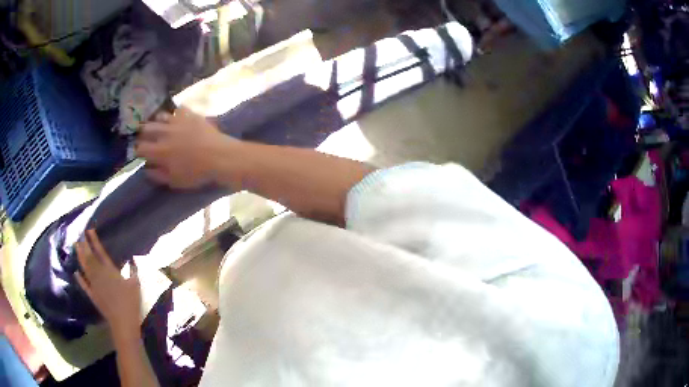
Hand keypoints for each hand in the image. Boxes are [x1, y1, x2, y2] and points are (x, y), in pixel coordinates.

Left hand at [75, 230, 141, 340]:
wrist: (123, 322)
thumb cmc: (131, 303)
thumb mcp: (136, 285)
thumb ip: (133, 271)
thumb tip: (132, 259)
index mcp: (110, 271)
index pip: (100, 252)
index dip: (94, 241)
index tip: (89, 230)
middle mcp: (99, 275)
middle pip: (90, 258)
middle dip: (85, 246)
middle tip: (80, 236)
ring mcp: (94, 285)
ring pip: (85, 268)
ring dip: (80, 257)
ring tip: (76, 247)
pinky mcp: (92, 295)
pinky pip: (84, 285)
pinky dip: (80, 279)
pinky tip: (76, 273)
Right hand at [136, 106, 229, 188]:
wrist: (219, 156)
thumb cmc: (196, 172)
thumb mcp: (175, 181)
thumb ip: (158, 175)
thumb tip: (146, 169)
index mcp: (159, 151)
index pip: (140, 148)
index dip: (138, 150)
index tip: (140, 152)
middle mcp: (164, 133)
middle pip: (147, 129)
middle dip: (144, 133)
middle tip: (146, 137)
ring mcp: (177, 121)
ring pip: (160, 116)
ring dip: (157, 121)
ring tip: (160, 126)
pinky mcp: (190, 114)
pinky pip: (178, 109)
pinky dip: (175, 113)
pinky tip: (178, 117)